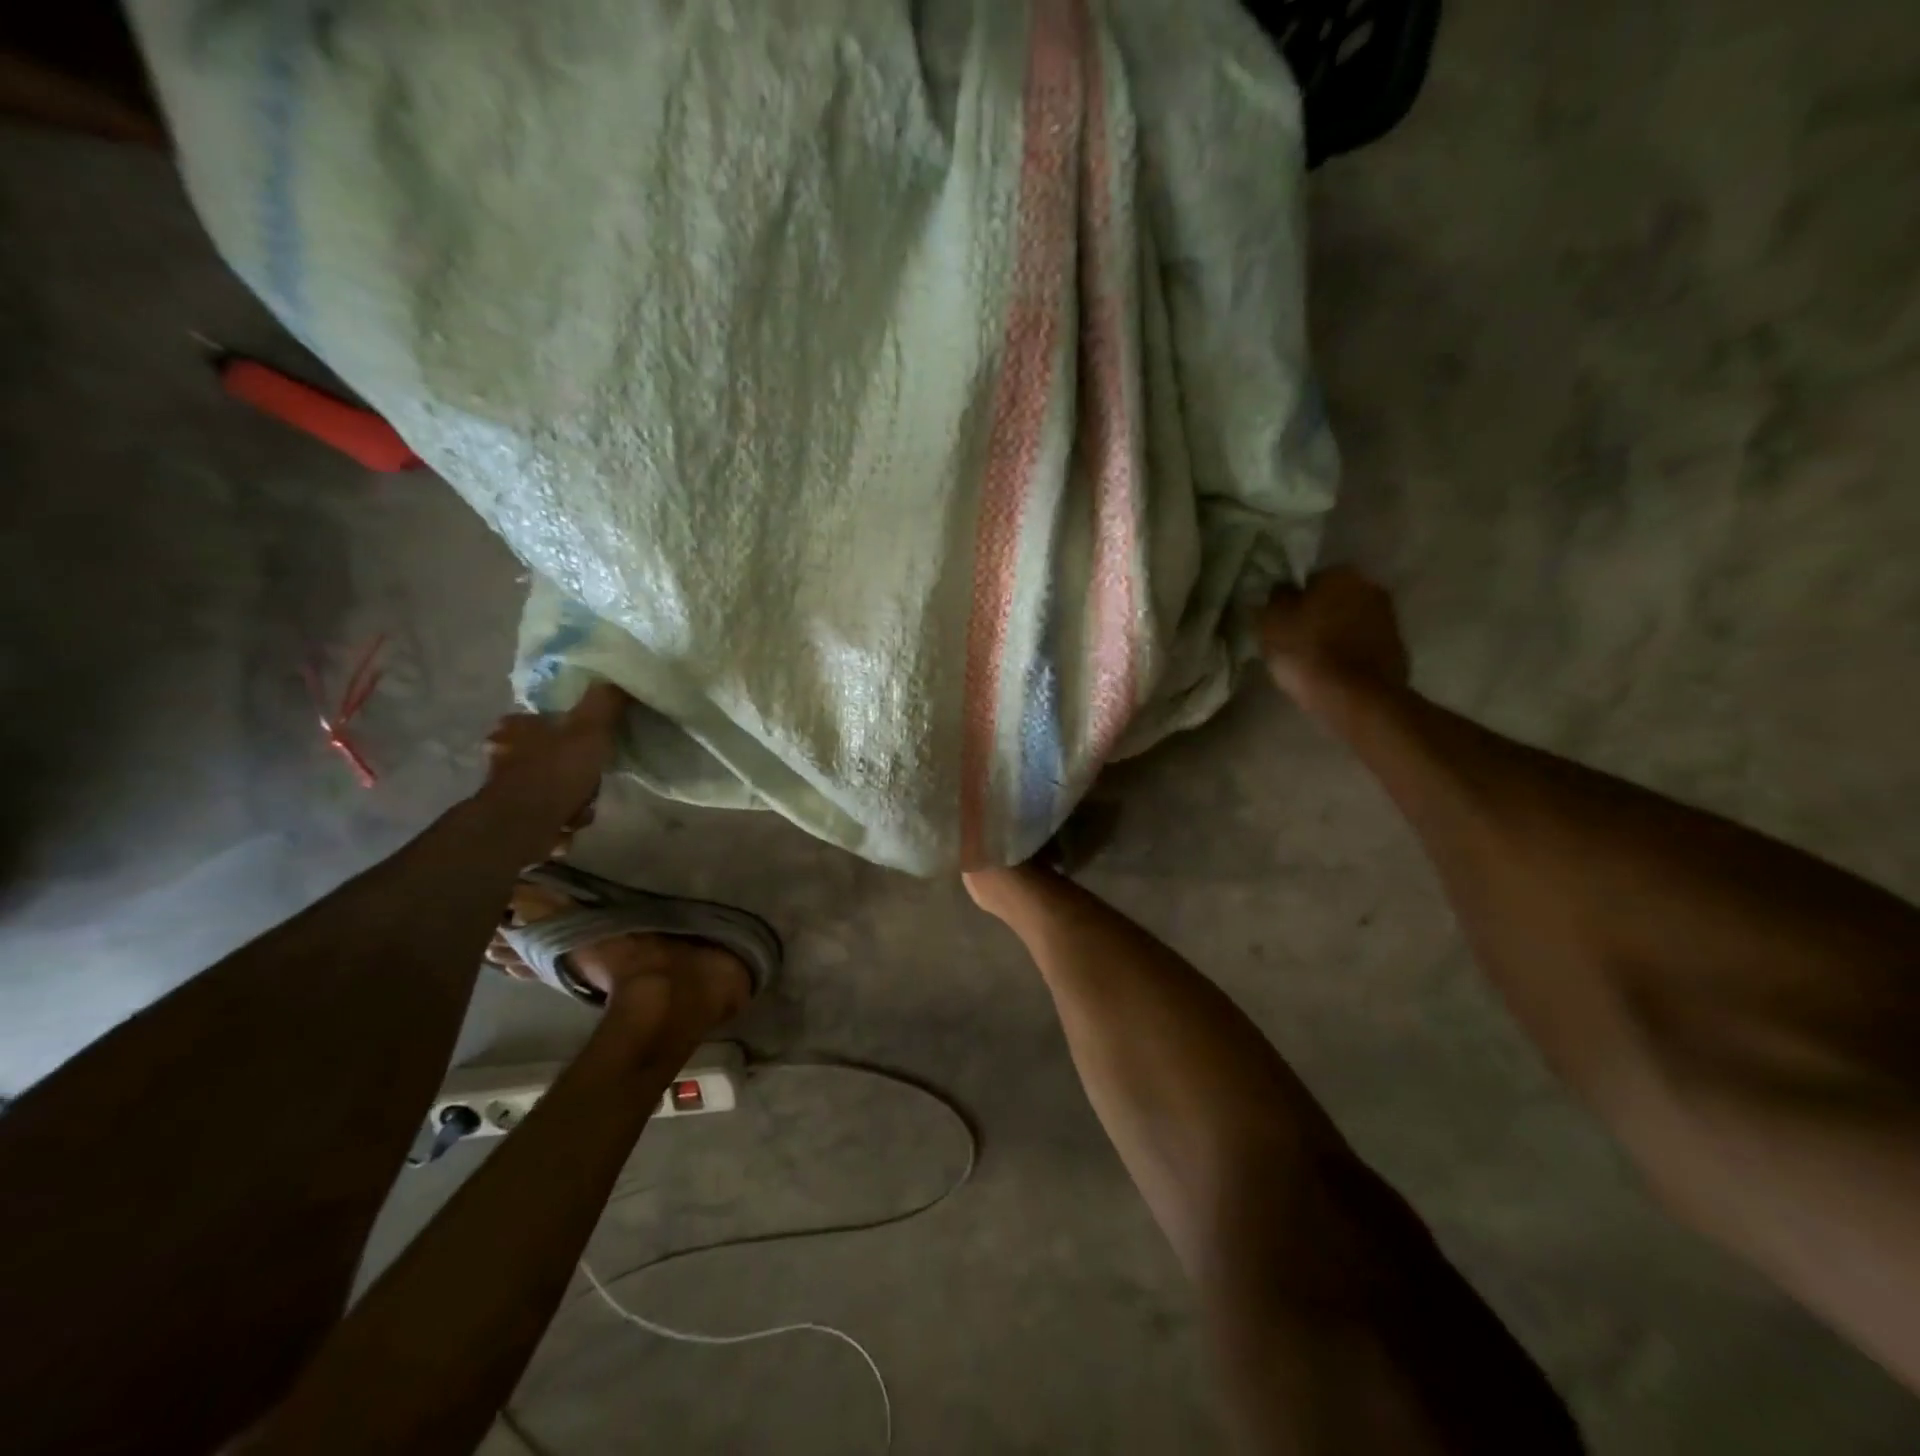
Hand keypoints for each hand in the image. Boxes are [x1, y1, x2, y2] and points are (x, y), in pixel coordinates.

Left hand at [479, 681, 629, 839]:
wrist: (522, 827)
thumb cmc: (556, 771)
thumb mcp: (590, 728)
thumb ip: (606, 702)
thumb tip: (619, 679)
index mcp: (517, 727)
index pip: (550, 719)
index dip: (576, 732)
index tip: (594, 744)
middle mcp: (505, 754)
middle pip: (558, 756)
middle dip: (579, 774)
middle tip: (592, 780)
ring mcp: (507, 788)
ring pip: (557, 787)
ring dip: (575, 800)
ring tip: (580, 808)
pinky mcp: (513, 818)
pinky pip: (549, 814)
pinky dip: (562, 821)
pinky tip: (569, 825)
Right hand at [1260, 568, 1409, 713]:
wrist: (1357, 699)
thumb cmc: (1307, 653)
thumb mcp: (1271, 622)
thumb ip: (1275, 599)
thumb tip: (1282, 590)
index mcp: (1340, 574)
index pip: (1308, 580)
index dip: (1292, 602)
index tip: (1280, 623)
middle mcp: (1370, 587)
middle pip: (1333, 599)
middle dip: (1317, 615)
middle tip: (1295, 641)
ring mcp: (1389, 619)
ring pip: (1350, 622)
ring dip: (1335, 634)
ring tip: (1313, 661)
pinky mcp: (1398, 649)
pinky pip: (1363, 646)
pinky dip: (1350, 654)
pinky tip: (1334, 673)